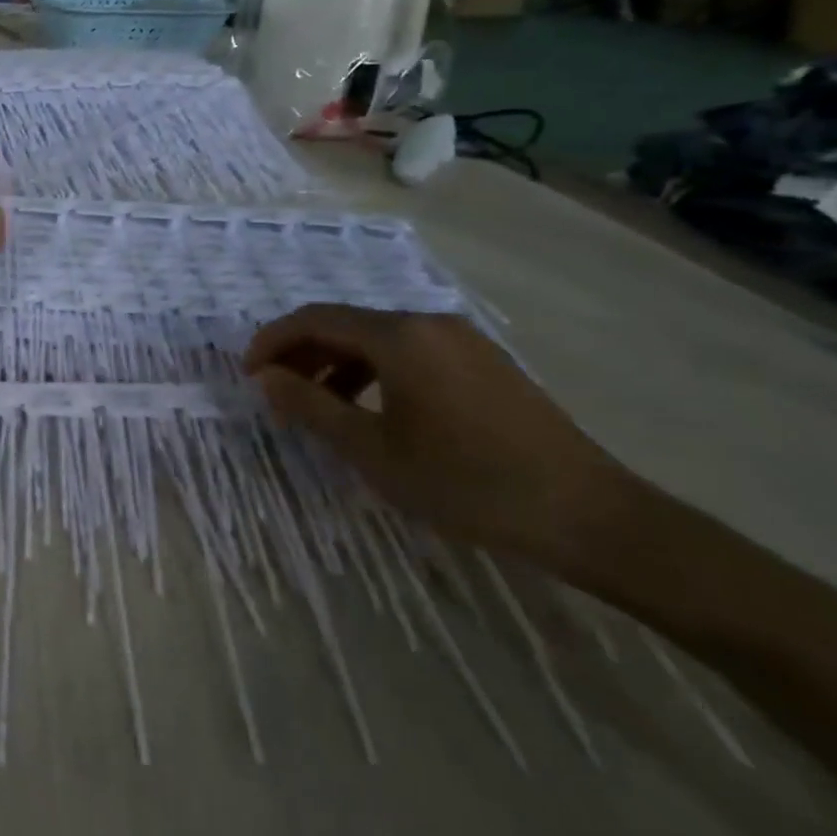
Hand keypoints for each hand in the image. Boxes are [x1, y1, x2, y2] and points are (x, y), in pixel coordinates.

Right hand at [244, 306, 633, 567]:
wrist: (589, 516)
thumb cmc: (466, 482)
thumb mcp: (373, 450)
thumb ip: (310, 407)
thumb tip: (265, 378)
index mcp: (398, 335)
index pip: (314, 319)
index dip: (272, 341)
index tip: (247, 374)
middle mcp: (428, 323)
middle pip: (346, 325)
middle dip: (303, 354)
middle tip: (276, 393)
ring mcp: (462, 341)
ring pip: (379, 340)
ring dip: (337, 365)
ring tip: (319, 407)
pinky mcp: (485, 364)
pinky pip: (411, 353)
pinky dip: (375, 372)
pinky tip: (373, 410)